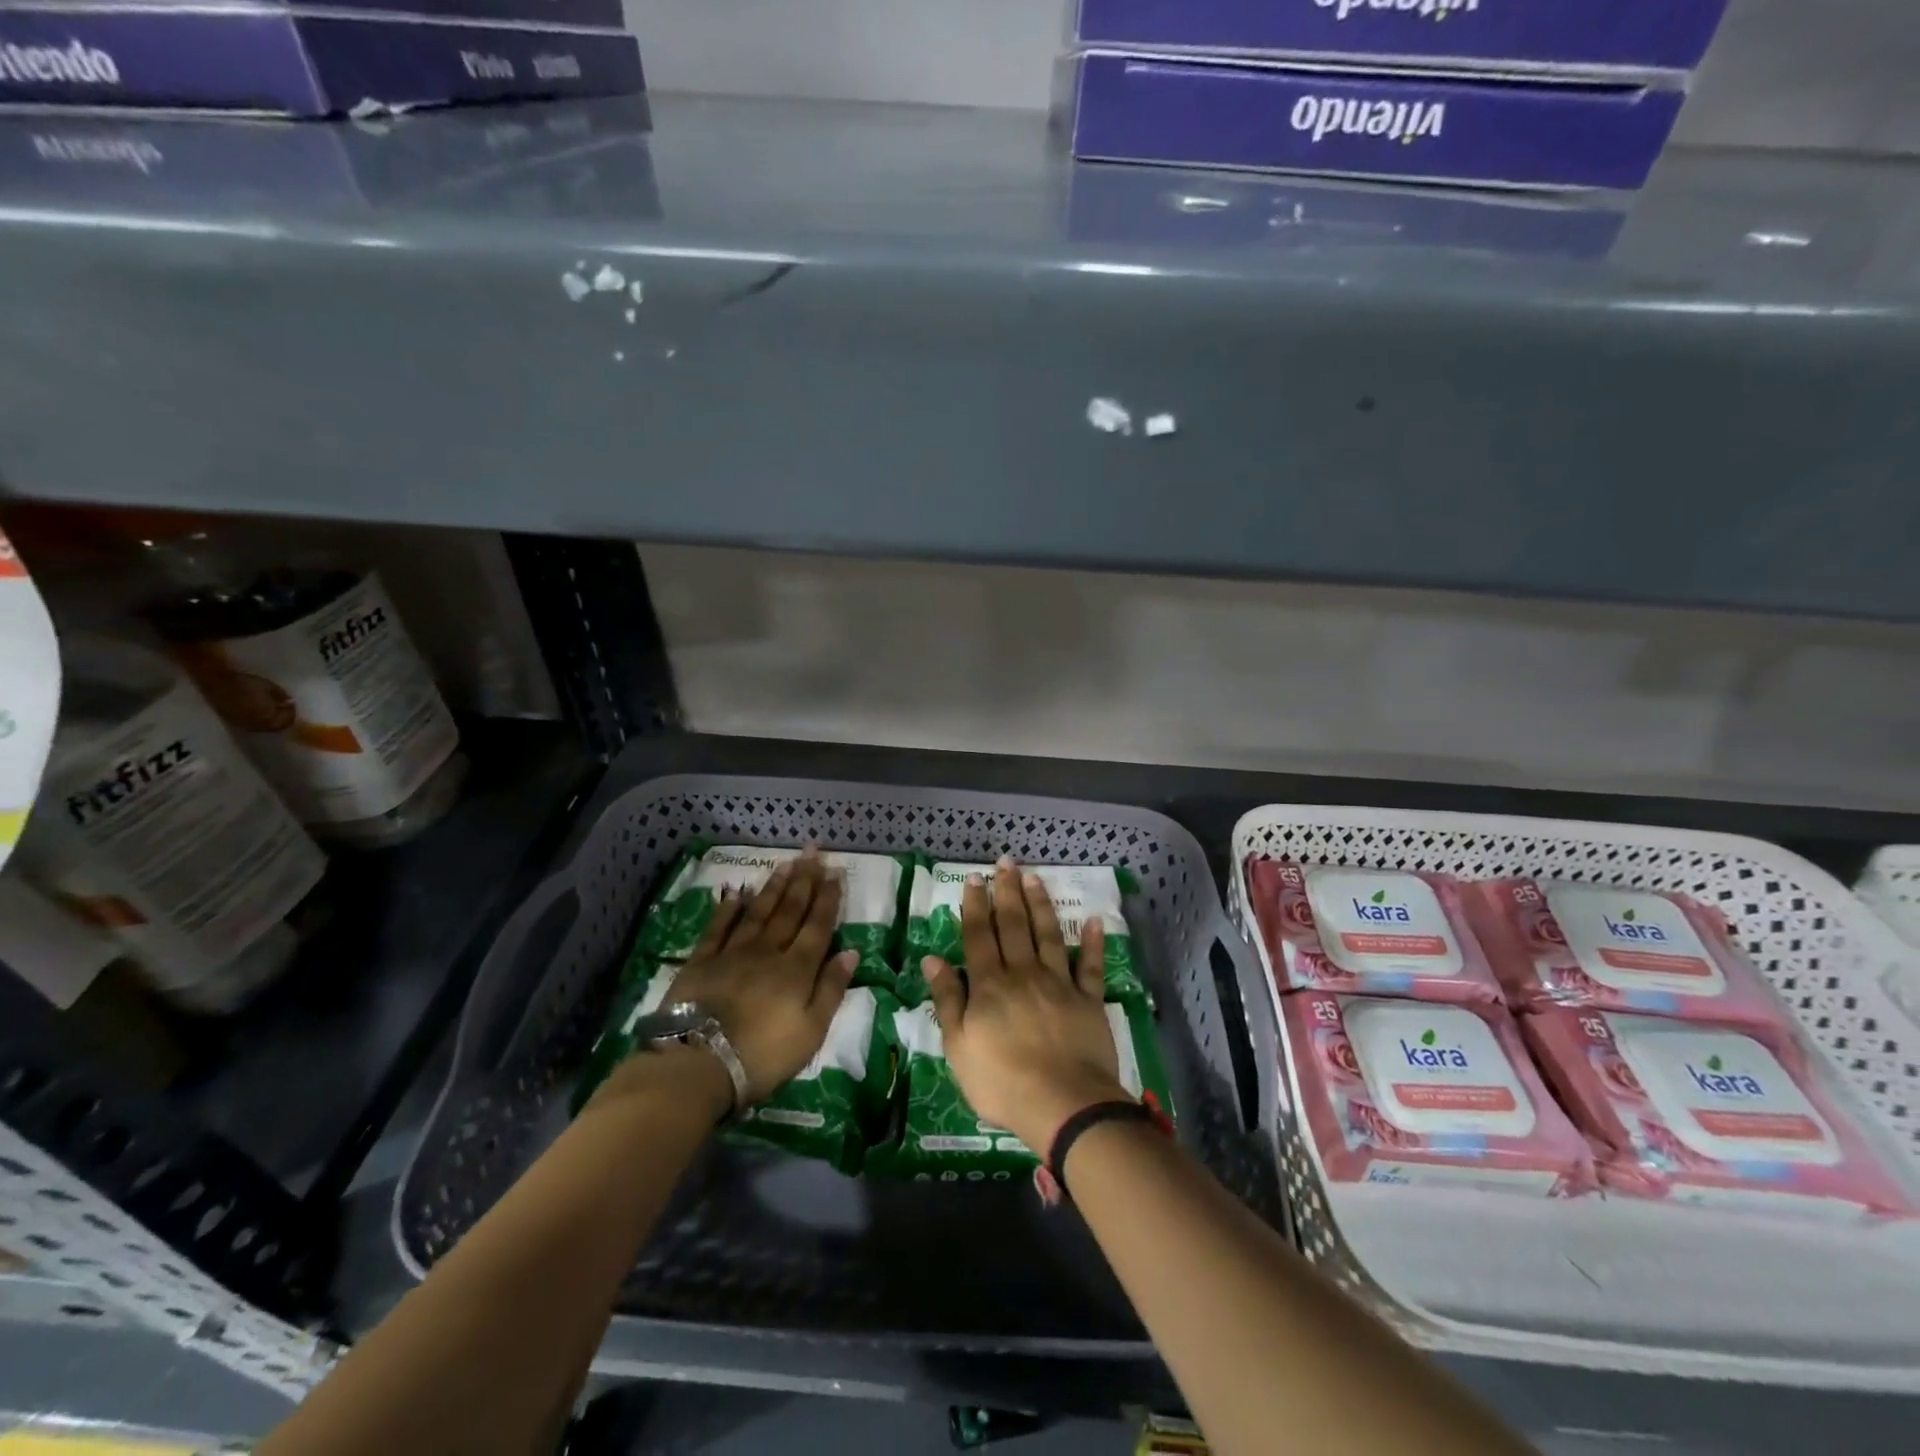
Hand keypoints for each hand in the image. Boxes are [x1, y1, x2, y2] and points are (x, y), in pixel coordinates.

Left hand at [659, 850, 858, 1105]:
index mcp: (797, 968)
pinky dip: (729, 908)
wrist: (699, 1062)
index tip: (835, 871)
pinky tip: (736, 892)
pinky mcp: (701, 961)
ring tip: (786, 863)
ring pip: (759, 911)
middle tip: (813, 852)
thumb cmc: (763, 1055)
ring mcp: (732, 953)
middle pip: (790, 910)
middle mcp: (768, 951)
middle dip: (804, 880)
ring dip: (774, 887)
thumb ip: (831, 989)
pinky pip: (719, 927)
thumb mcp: (811, 1031)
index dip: (828, 898)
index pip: (818, 925)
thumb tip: (851, 952)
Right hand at [922, 860, 1130, 1155]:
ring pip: (1048, 935)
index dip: (975, 905)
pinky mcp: (1089, 1000)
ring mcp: (1059, 983)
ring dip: (1040, 904)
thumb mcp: (958, 1047)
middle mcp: (1023, 973)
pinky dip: (1092, 943)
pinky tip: (1094, 921)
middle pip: (1013, 925)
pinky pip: (1090, 966)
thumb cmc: (1001, 1081)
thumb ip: (947, 999)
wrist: (1063, 1104)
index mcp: (990, 985)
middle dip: (1007, 891)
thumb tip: (932, 958)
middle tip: (1006, 861)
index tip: (975, 878)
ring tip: (1035, 877)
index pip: (979, 935)